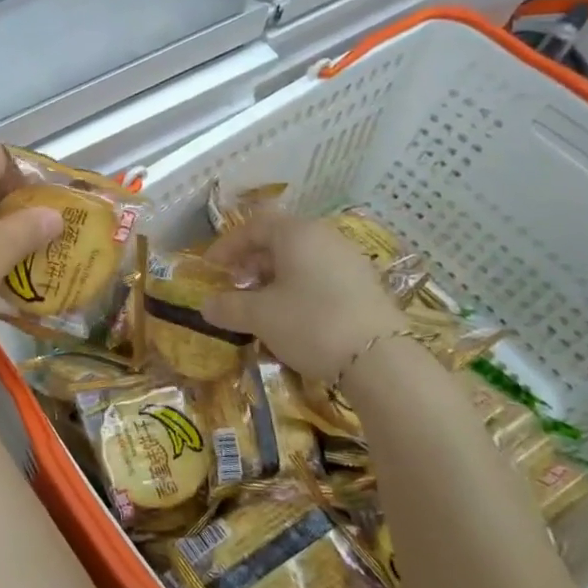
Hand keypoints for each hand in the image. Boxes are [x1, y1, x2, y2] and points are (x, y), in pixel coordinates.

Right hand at [202, 213, 407, 381]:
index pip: (254, 226)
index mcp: (297, 233)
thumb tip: (206, 306)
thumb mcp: (260, 316)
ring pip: (301, 259)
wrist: (380, 360)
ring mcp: (350, 260)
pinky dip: (299, 288)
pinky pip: (321, 276)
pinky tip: (293, 316)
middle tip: (235, 286)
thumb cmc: (310, 323)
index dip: (228, 245)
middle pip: (279, 240)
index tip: (211, 268)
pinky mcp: (365, 285)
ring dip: (274, 277)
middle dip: (251, 262)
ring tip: (261, 305)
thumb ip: (228, 307)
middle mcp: (325, 237)